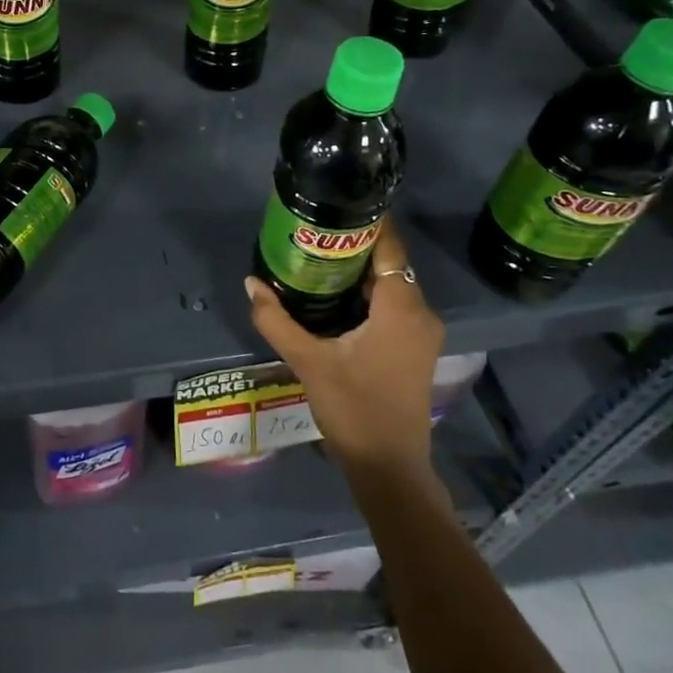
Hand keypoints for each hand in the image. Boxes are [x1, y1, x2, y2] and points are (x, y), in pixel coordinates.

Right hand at [245, 225, 444, 473]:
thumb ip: (276, 320)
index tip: (335, 205)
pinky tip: (336, 295)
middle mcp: (420, 312)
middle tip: (313, 232)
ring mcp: (421, 332)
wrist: (389, 467)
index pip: (389, 246)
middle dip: (354, 246)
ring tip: (317, 256)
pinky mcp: (415, 347)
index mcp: (401, 307)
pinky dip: (368, 294)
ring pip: (391, 285)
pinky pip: (394, 304)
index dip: (366, 222)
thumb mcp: (308, 361)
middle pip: (389, 263)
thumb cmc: (353, 409)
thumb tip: (251, 283)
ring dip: (359, 271)